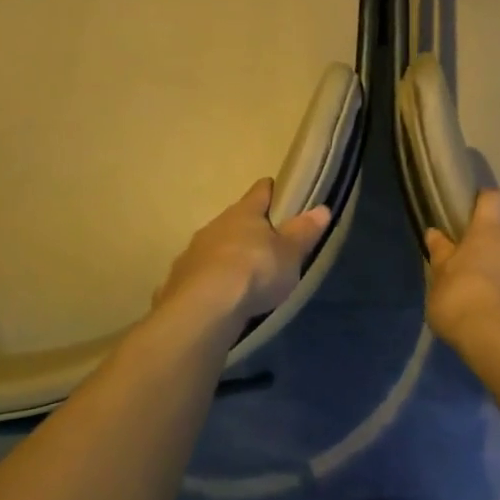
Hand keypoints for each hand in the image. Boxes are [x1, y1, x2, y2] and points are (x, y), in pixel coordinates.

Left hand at [152, 179, 330, 336]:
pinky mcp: (177, 281)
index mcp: (244, 213)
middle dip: (249, 229)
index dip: (271, 190)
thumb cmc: (255, 271)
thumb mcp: (290, 253)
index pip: (260, 190)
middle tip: (267, 244)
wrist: (204, 309)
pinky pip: (197, 275)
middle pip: (235, 219)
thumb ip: (304, 232)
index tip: (279, 193)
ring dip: (226, 256)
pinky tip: (216, 297)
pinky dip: (208, 281)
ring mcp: (192, 252)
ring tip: (242, 275)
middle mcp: (215, 225)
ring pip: (214, 246)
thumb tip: (322, 208)